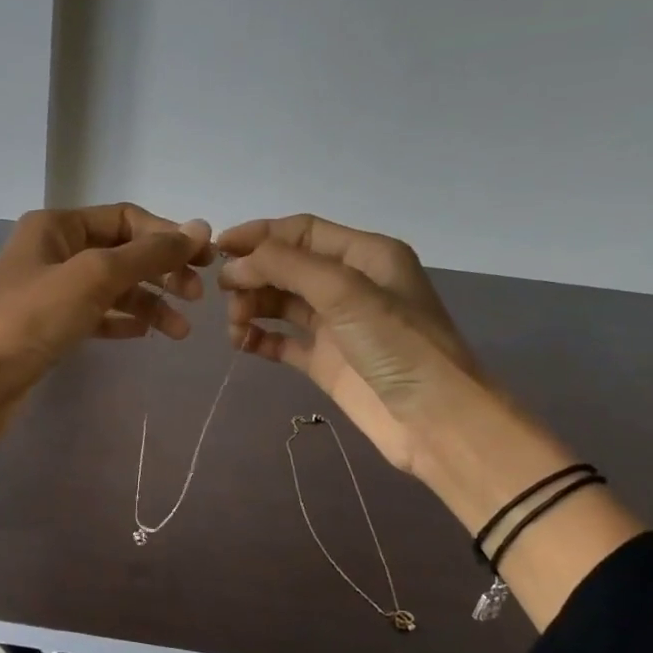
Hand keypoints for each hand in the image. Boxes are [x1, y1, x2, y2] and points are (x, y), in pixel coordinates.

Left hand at [0, 205, 212, 446]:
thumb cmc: (31, 319)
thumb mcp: (94, 277)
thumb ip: (147, 253)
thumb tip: (199, 227)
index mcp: (57, 226)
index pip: (126, 218)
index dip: (167, 236)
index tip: (204, 262)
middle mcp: (54, 251)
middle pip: (122, 252)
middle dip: (162, 271)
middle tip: (197, 298)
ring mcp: (51, 291)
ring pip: (112, 288)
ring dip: (149, 303)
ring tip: (180, 332)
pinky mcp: (50, 326)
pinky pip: (96, 315)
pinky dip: (123, 321)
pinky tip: (146, 335)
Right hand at [219, 213, 645, 624]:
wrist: (434, 420)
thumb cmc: (397, 346)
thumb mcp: (345, 292)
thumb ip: (288, 267)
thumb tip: (236, 264)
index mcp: (365, 255)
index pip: (301, 232)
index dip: (259, 235)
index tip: (218, 250)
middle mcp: (349, 284)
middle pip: (287, 266)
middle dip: (253, 274)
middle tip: (225, 295)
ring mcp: (336, 325)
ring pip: (281, 303)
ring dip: (252, 306)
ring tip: (235, 325)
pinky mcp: (325, 361)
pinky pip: (282, 341)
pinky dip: (259, 338)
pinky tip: (242, 344)